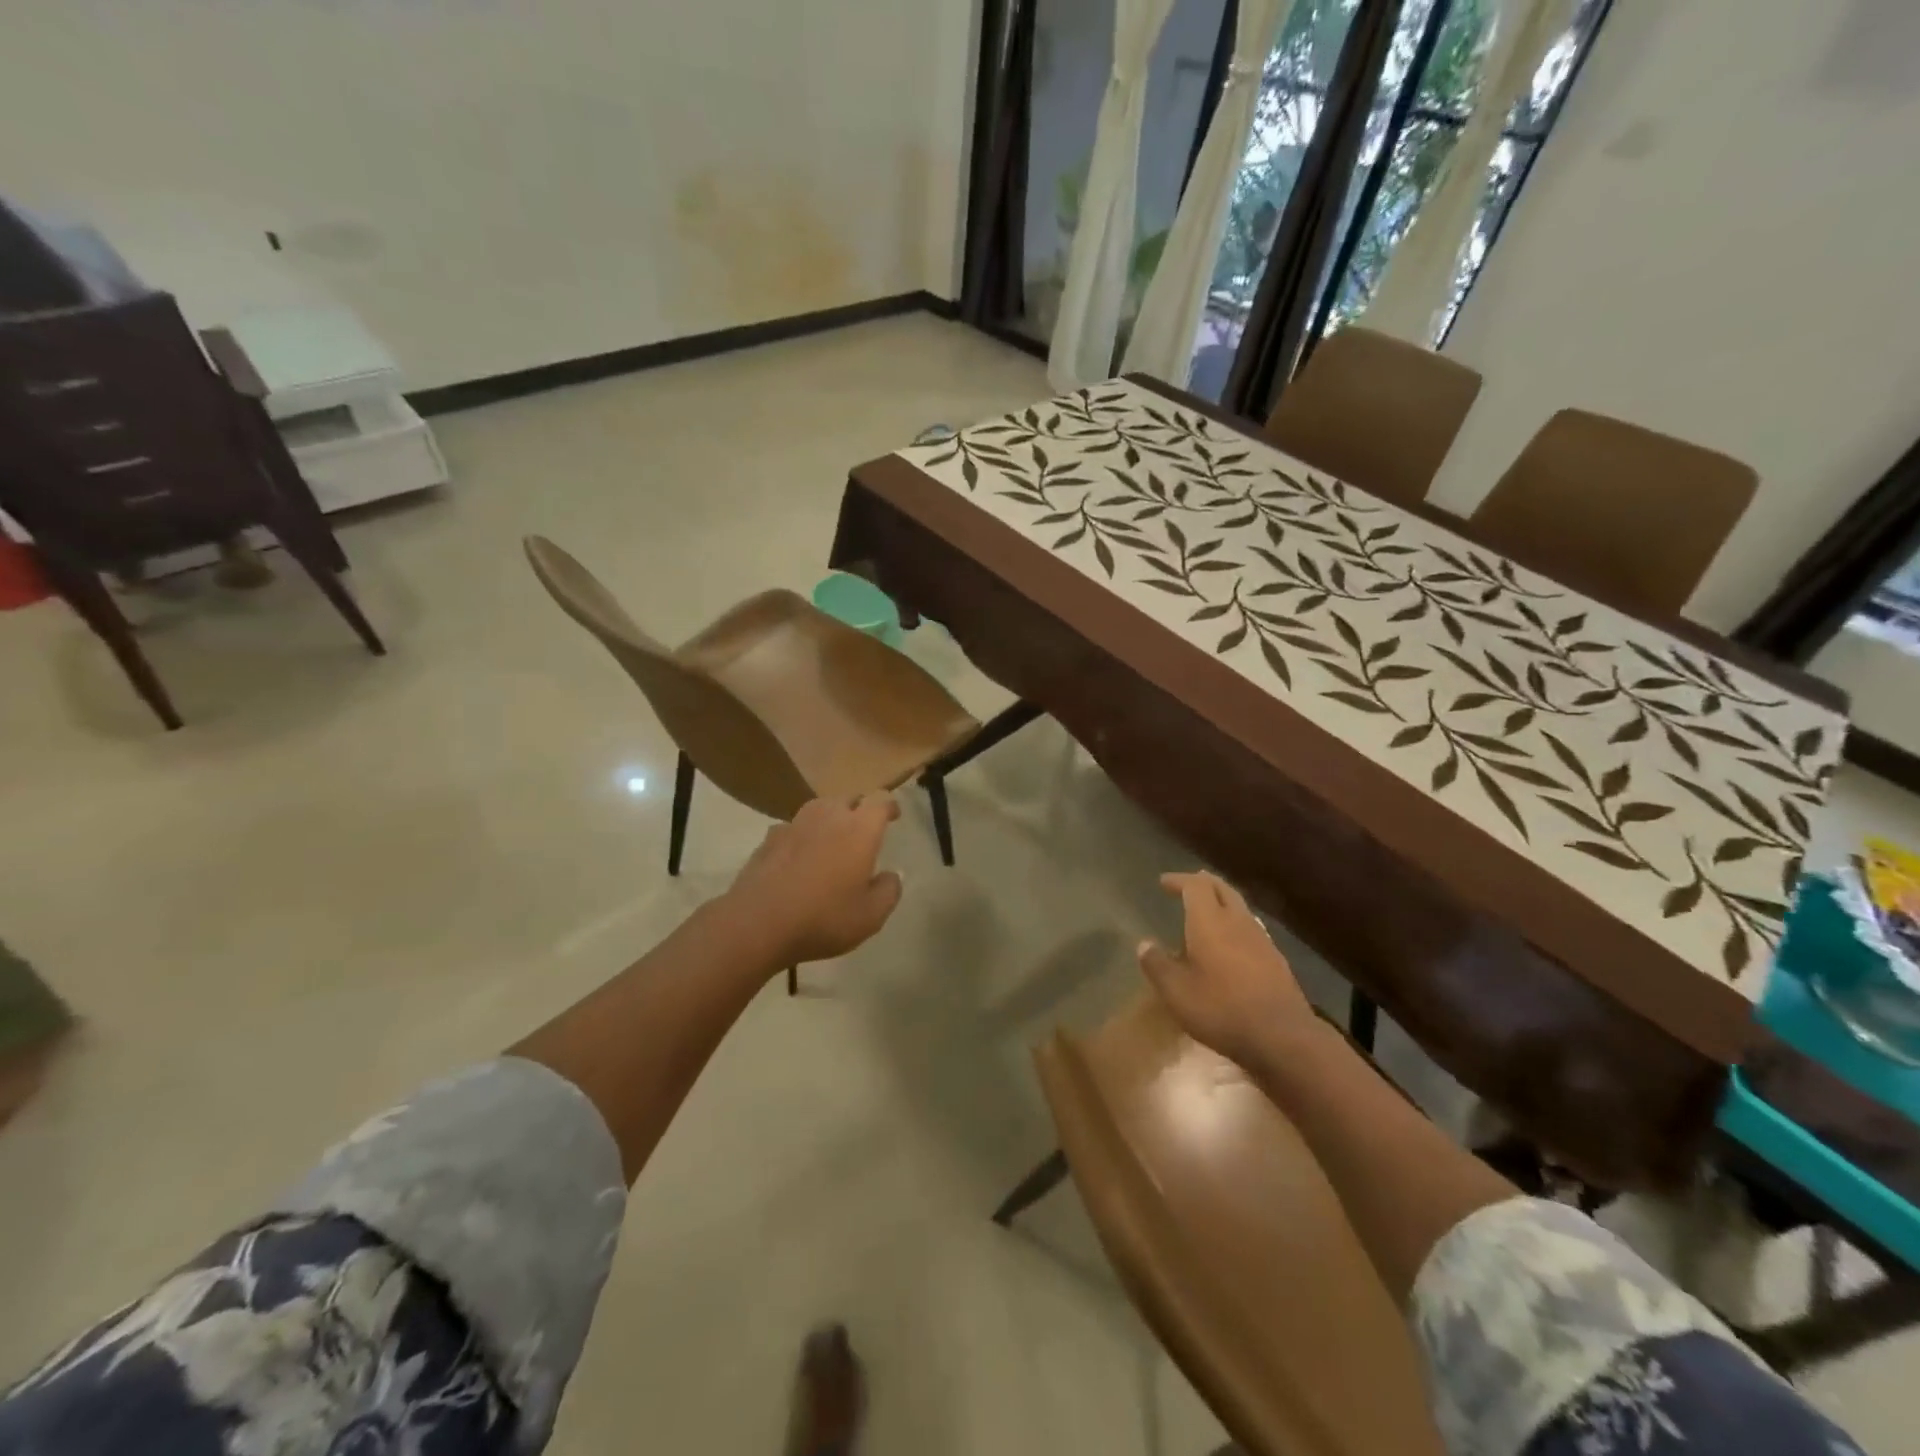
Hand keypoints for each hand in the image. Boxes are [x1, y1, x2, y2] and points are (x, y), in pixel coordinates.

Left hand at [722, 794, 904, 969]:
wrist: (758, 923)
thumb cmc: (824, 918)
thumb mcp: (870, 916)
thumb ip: (888, 891)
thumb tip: (891, 875)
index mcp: (860, 829)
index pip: (880, 801)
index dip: (889, 806)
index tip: (893, 816)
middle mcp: (829, 816)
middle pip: (848, 798)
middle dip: (859, 809)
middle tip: (863, 830)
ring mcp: (795, 824)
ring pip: (819, 808)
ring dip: (829, 818)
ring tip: (832, 838)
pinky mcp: (769, 838)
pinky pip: (793, 827)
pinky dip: (801, 835)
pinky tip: (799, 854)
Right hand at [1138, 871, 1317, 1067]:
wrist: (1282, 1036)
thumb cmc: (1221, 1009)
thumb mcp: (1176, 992)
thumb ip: (1157, 965)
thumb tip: (1144, 944)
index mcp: (1209, 921)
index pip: (1195, 886)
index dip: (1178, 880)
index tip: (1164, 882)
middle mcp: (1237, 922)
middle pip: (1222, 889)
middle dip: (1204, 883)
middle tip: (1188, 885)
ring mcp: (1261, 940)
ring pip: (1240, 907)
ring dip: (1222, 902)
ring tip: (1208, 910)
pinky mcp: (1276, 960)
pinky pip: (1252, 928)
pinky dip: (1236, 924)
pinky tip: (1232, 942)